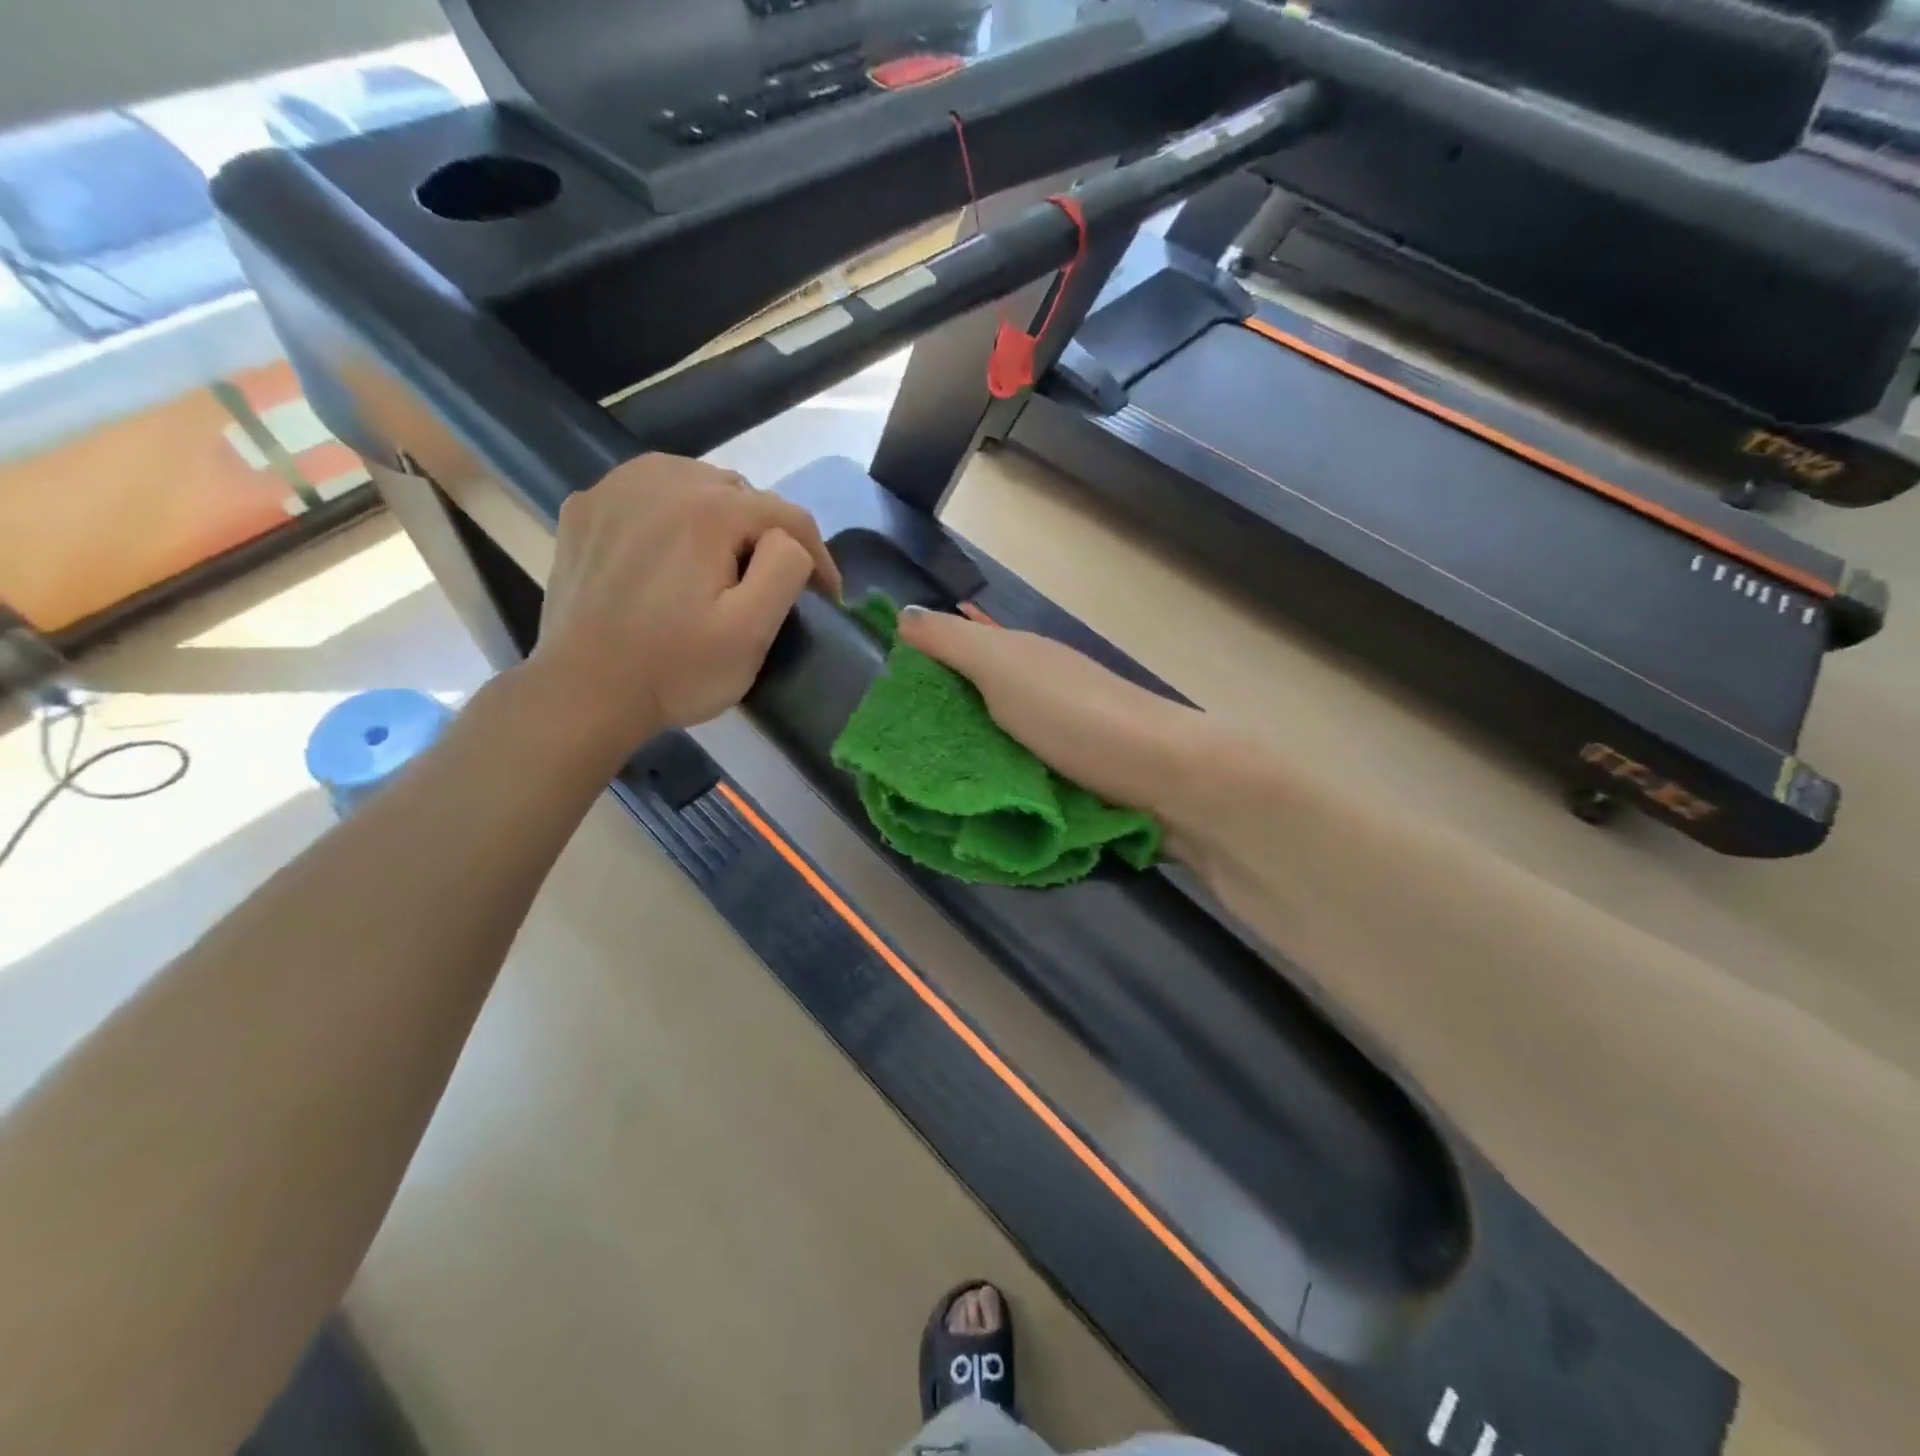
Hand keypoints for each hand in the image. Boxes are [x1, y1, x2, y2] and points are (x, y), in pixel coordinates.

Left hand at [531, 455, 841, 747]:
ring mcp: (613, 490)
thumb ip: (786, 568)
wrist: (583, 694)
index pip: (787, 515)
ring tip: (720, 562)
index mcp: (708, 508)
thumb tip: (789, 540)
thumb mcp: (752, 631)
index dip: (817, 556)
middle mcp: (660, 479)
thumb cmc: (676, 669)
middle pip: (740, 493)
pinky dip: (668, 514)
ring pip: (692, 484)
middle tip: (767, 584)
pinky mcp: (584, 511)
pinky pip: (645, 494)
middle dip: (764, 535)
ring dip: (718, 517)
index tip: (827, 597)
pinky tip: (666, 551)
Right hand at [895, 606, 1205, 817]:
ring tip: (921, 797)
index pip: (954, 657)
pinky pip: (1019, 785)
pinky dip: (997, 795)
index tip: (877, 710)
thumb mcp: (1005, 668)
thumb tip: (903, 613)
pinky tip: (972, 813)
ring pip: (995, 750)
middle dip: (937, 732)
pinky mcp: (1072, 785)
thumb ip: (953, 643)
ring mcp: (1057, 742)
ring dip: (966, 769)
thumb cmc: (1076, 717)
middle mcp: (1038, 695)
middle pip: (972, 708)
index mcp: (1020, 660)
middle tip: (890, 767)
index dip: (916, 675)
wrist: (1166, 780)